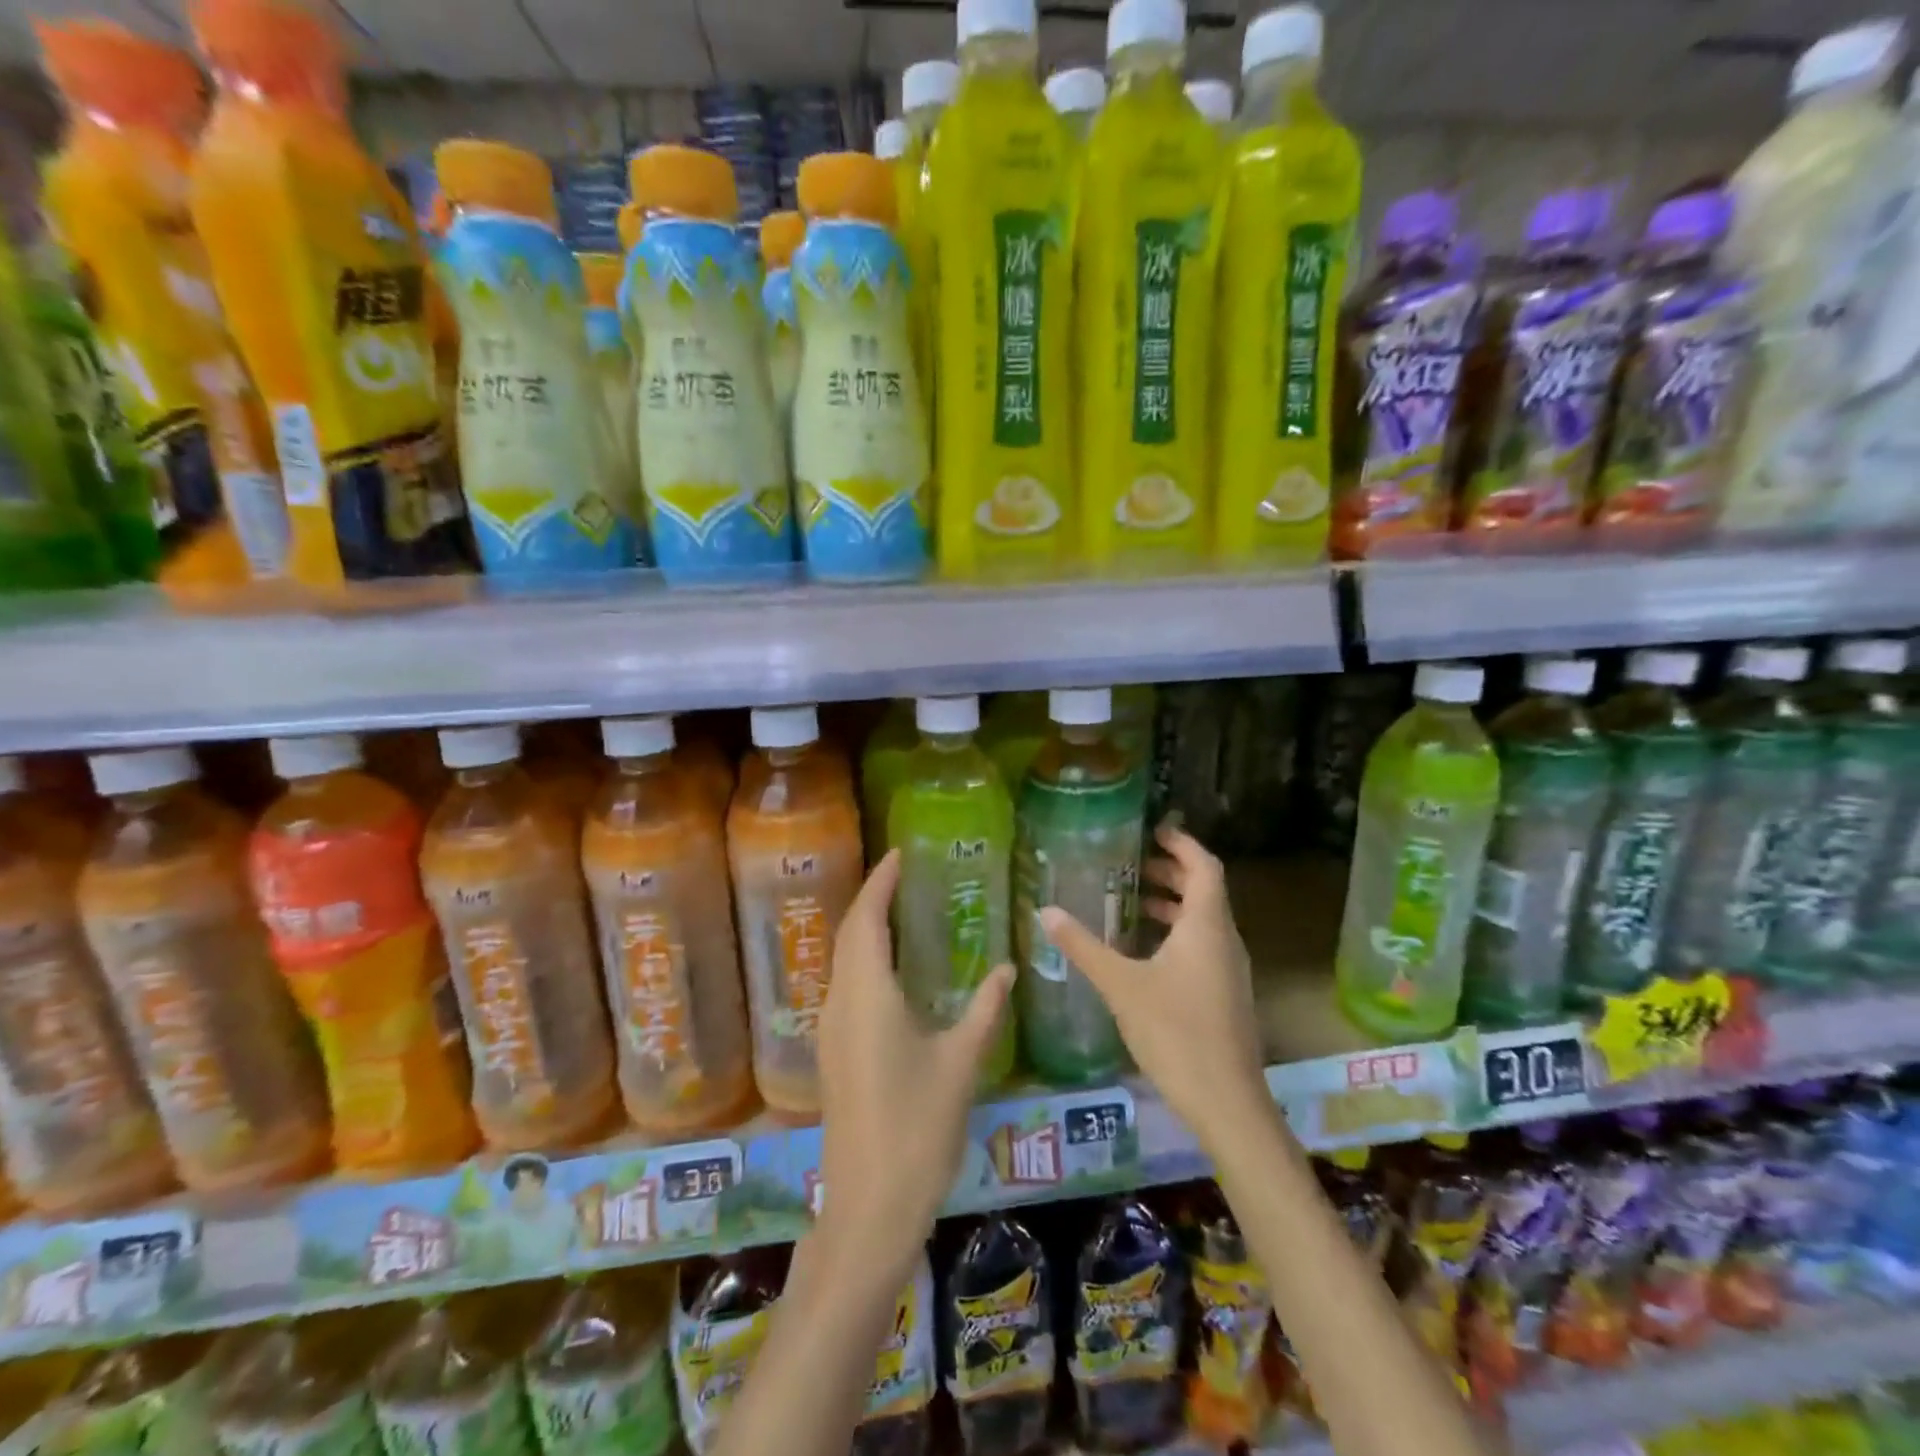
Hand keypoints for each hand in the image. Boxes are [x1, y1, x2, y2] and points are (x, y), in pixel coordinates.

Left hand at [815, 849, 1014, 1282]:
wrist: (870, 1205)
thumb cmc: (917, 1127)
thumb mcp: (960, 1062)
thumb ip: (985, 1010)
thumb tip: (1008, 969)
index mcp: (867, 994)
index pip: (866, 919)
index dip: (880, 882)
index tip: (899, 853)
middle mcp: (840, 1002)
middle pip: (849, 933)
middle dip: (871, 898)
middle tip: (903, 874)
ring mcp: (831, 1029)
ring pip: (843, 960)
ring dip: (865, 928)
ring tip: (900, 910)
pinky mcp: (834, 1053)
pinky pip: (846, 985)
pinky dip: (864, 959)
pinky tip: (892, 970)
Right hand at [1040, 824, 1266, 1147]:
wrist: (1226, 1102)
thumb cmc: (1175, 1032)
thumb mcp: (1121, 985)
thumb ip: (1083, 946)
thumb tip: (1046, 911)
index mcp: (1206, 926)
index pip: (1204, 866)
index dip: (1182, 843)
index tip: (1153, 829)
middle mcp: (1224, 940)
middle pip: (1204, 891)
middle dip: (1171, 873)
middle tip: (1132, 865)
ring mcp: (1229, 969)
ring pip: (1203, 921)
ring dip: (1172, 906)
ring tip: (1131, 903)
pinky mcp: (1225, 994)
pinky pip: (1202, 946)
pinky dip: (1176, 934)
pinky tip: (1143, 952)